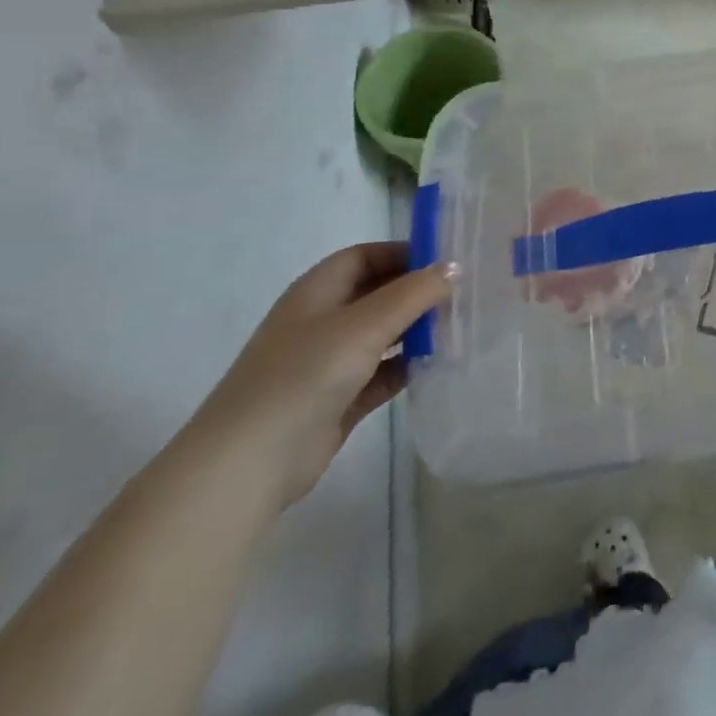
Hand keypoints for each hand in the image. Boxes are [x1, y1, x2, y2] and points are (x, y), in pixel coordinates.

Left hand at [184, 243, 453, 508]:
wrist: (250, 463)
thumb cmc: (304, 375)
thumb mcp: (364, 324)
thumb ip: (414, 293)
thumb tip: (455, 267)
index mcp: (317, 292)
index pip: (365, 256)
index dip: (404, 252)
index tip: (448, 260)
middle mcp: (321, 321)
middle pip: (377, 293)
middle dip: (416, 291)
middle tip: (464, 293)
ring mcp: (328, 362)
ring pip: (382, 334)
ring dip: (416, 329)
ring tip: (461, 327)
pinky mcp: (338, 399)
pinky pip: (382, 372)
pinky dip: (407, 366)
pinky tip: (439, 365)